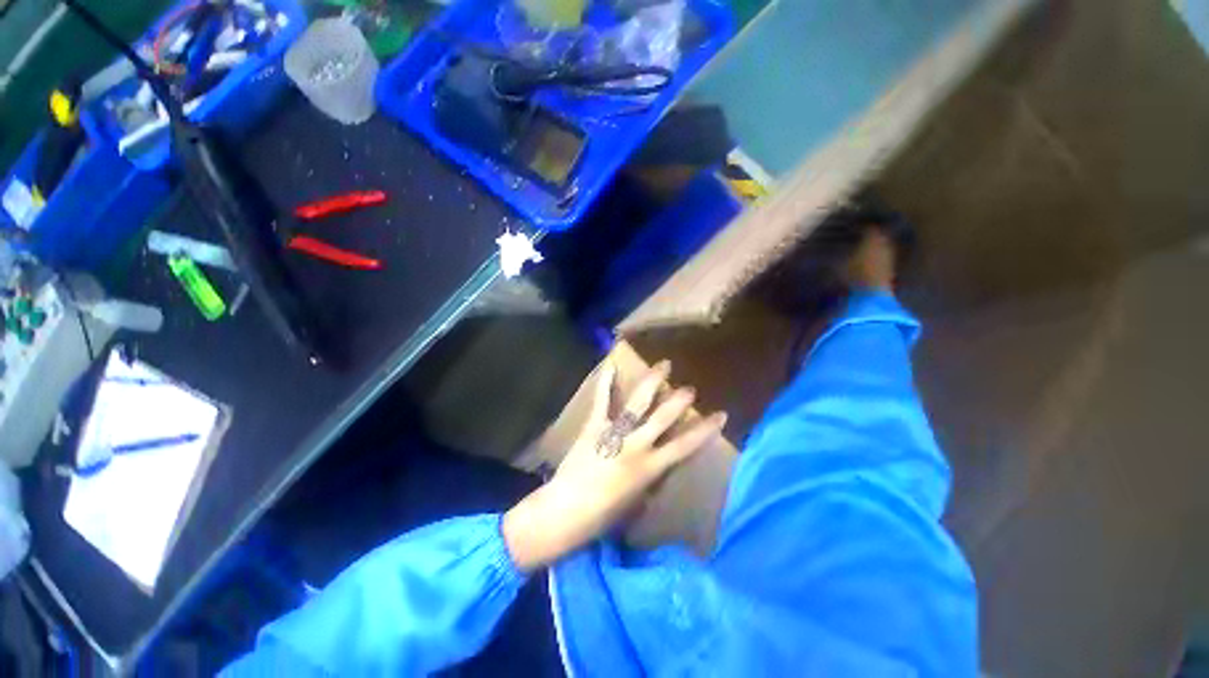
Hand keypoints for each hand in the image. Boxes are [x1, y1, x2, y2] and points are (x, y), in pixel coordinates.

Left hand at [503, 360, 726, 570]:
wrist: (566, 511)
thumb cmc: (603, 515)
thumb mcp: (636, 501)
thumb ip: (649, 477)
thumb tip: (656, 460)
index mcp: (650, 468)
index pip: (685, 446)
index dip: (705, 430)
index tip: (720, 415)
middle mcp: (636, 446)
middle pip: (663, 418)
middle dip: (679, 401)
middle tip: (690, 388)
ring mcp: (614, 432)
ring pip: (639, 403)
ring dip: (653, 382)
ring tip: (664, 365)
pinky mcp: (594, 425)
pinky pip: (602, 400)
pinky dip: (606, 382)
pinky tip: (611, 364)